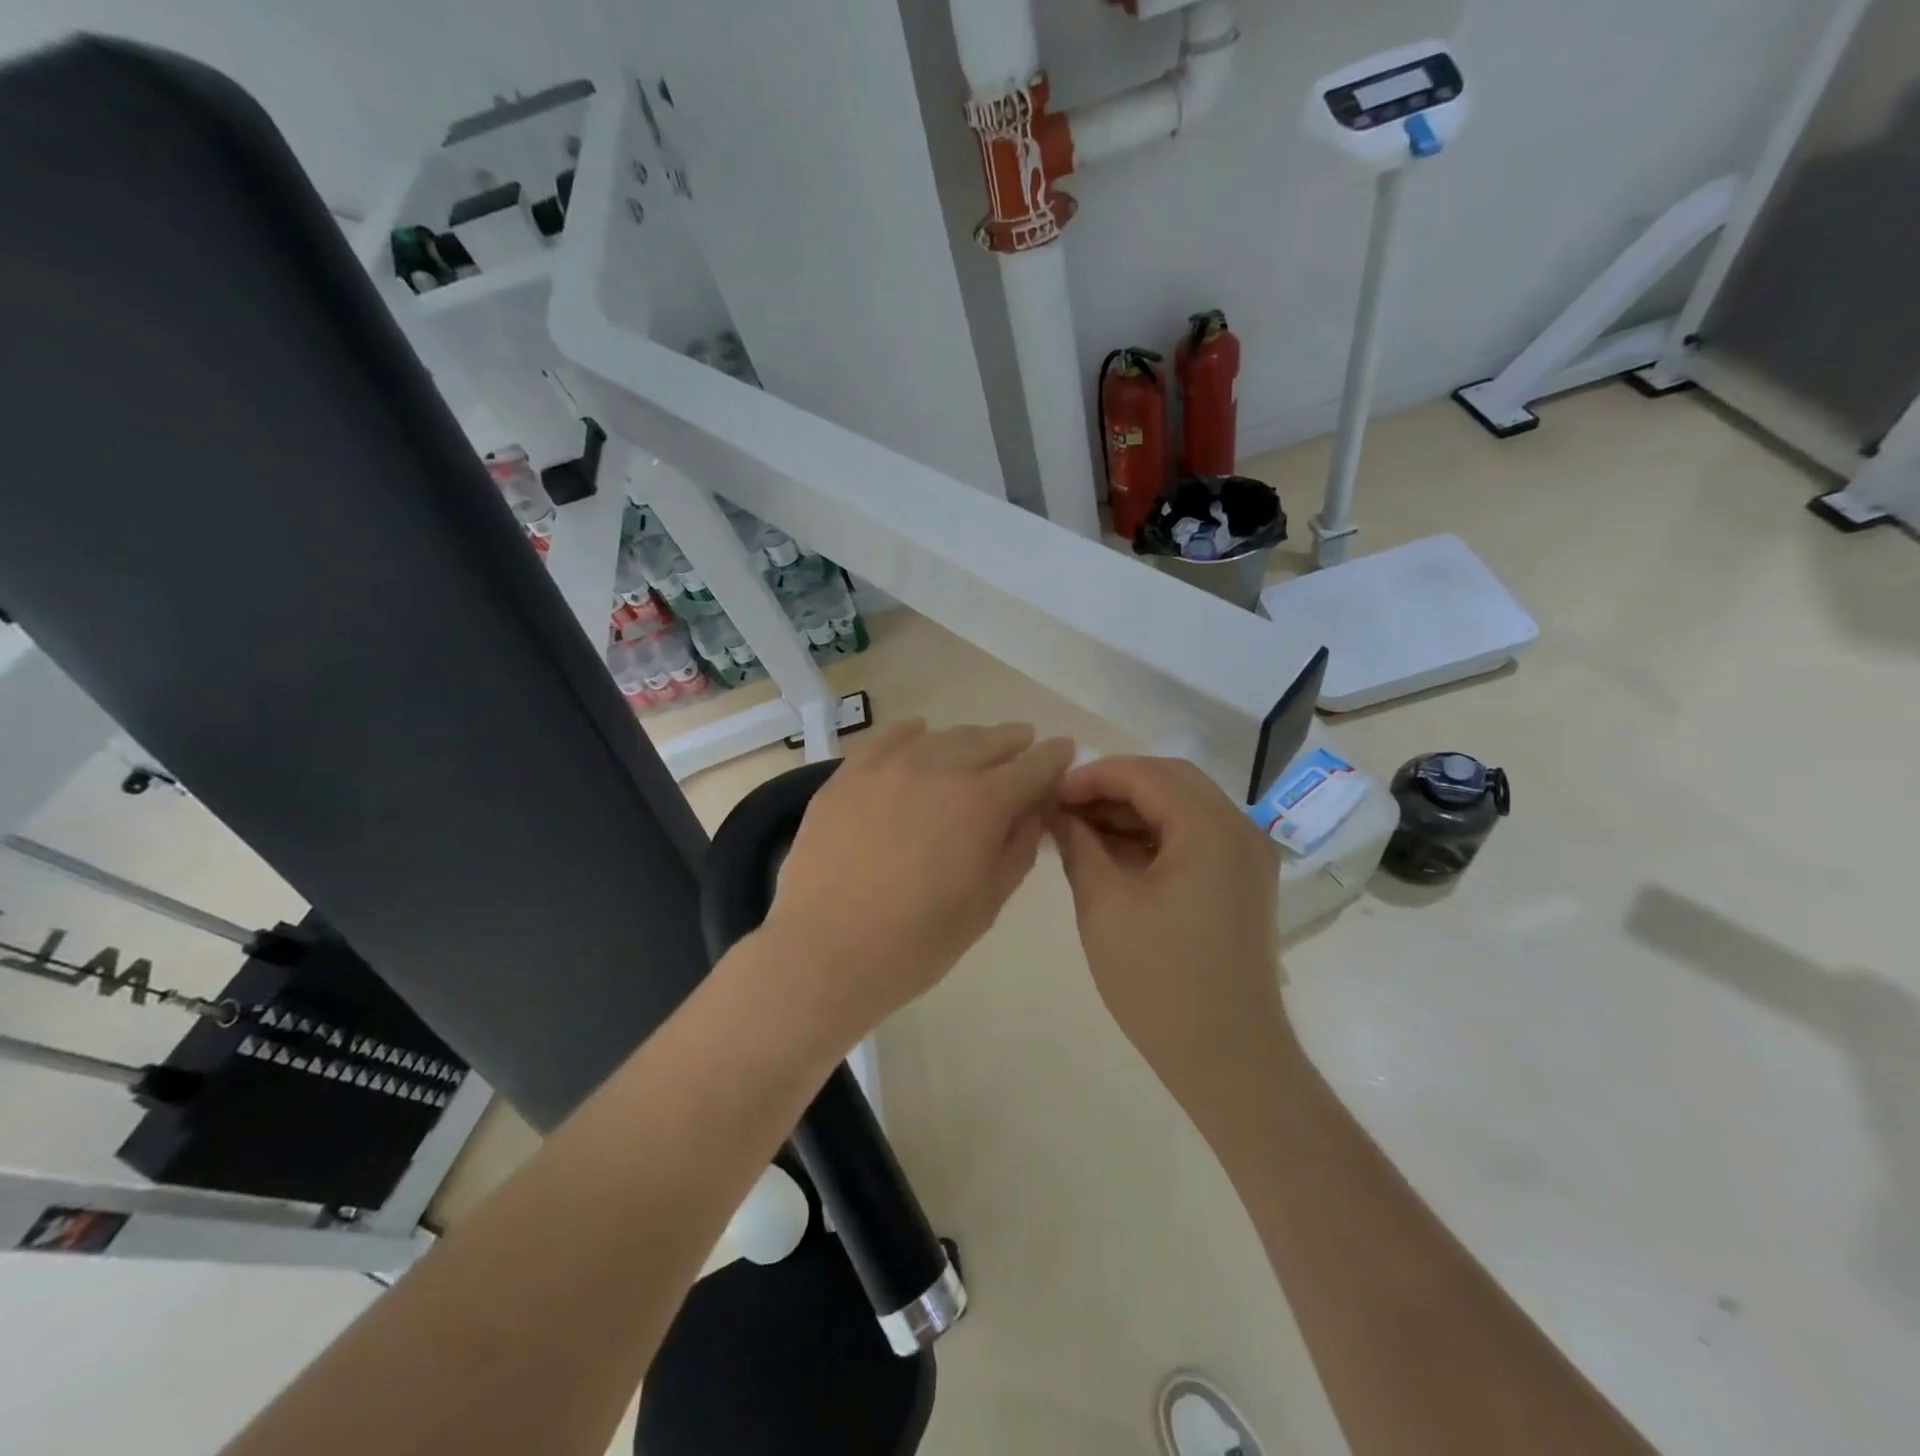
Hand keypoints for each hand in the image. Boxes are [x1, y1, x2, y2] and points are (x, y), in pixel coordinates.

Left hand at [763, 720, 1074, 1046]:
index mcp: (981, 803)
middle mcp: (938, 768)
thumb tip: (1032, 809)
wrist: (824, 953)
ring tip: (975, 749)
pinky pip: (888, 739)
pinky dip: (914, 734)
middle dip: (1014, 743)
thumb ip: (1017, 847)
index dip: (1054, 757)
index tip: (1064, 751)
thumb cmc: (916, 943)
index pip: (1033, 766)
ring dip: (968, 740)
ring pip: (941, 736)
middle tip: (1024, 746)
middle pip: (988, 741)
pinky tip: (919, 736)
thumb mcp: (986, 904)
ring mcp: (887, 766)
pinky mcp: (848, 774)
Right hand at [1052, 756, 1288, 1098]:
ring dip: (1133, 810)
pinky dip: (1155, 835)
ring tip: (1081, 829)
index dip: (1092, 776)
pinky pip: (1195, 836)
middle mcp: (1239, 829)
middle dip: (1113, 787)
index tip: (1051, 793)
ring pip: (1183, 806)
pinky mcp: (1242, 881)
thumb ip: (1078, 844)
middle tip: (1065, 808)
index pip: (1145, 774)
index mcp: (1210, 828)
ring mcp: (1247, 856)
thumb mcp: (1104, 904)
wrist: (1227, 1058)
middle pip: (1170, 780)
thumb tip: (1058, 811)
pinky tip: (1115, 853)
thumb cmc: (1158, 980)